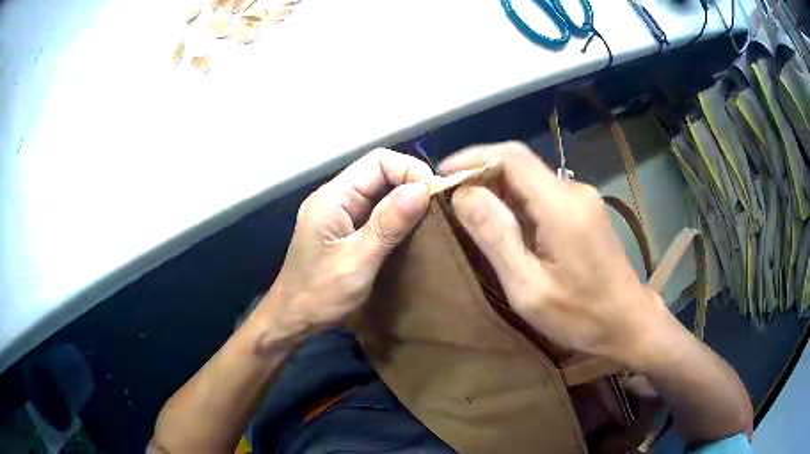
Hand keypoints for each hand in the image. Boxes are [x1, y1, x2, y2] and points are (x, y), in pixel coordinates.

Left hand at [257, 149, 431, 341]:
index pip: (377, 161)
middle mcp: (335, 198)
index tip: (435, 194)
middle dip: (411, 184)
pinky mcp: (345, 230)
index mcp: (332, 197)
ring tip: (432, 218)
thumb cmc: (319, 294)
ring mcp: (340, 214)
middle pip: (379, 173)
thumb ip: (387, 225)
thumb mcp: (357, 261)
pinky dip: (397, 216)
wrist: (293, 318)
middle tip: (439, 208)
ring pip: (380, 192)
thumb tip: (422, 189)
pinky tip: (413, 231)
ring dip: (406, 201)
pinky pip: (376, 212)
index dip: (409, 170)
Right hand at [440, 142, 674, 365]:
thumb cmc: (579, 315)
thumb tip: (464, 194)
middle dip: (481, 172)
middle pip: (520, 163)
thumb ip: (497, 237)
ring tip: (470, 211)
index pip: (511, 157)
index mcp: (561, 206)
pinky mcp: (585, 209)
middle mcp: (574, 190)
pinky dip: (517, 199)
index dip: (472, 157)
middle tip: (450, 197)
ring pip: (531, 177)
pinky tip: (505, 222)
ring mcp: (583, 198)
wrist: (628, 322)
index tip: (442, 173)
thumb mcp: (529, 288)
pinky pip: (543, 192)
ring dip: (498, 186)